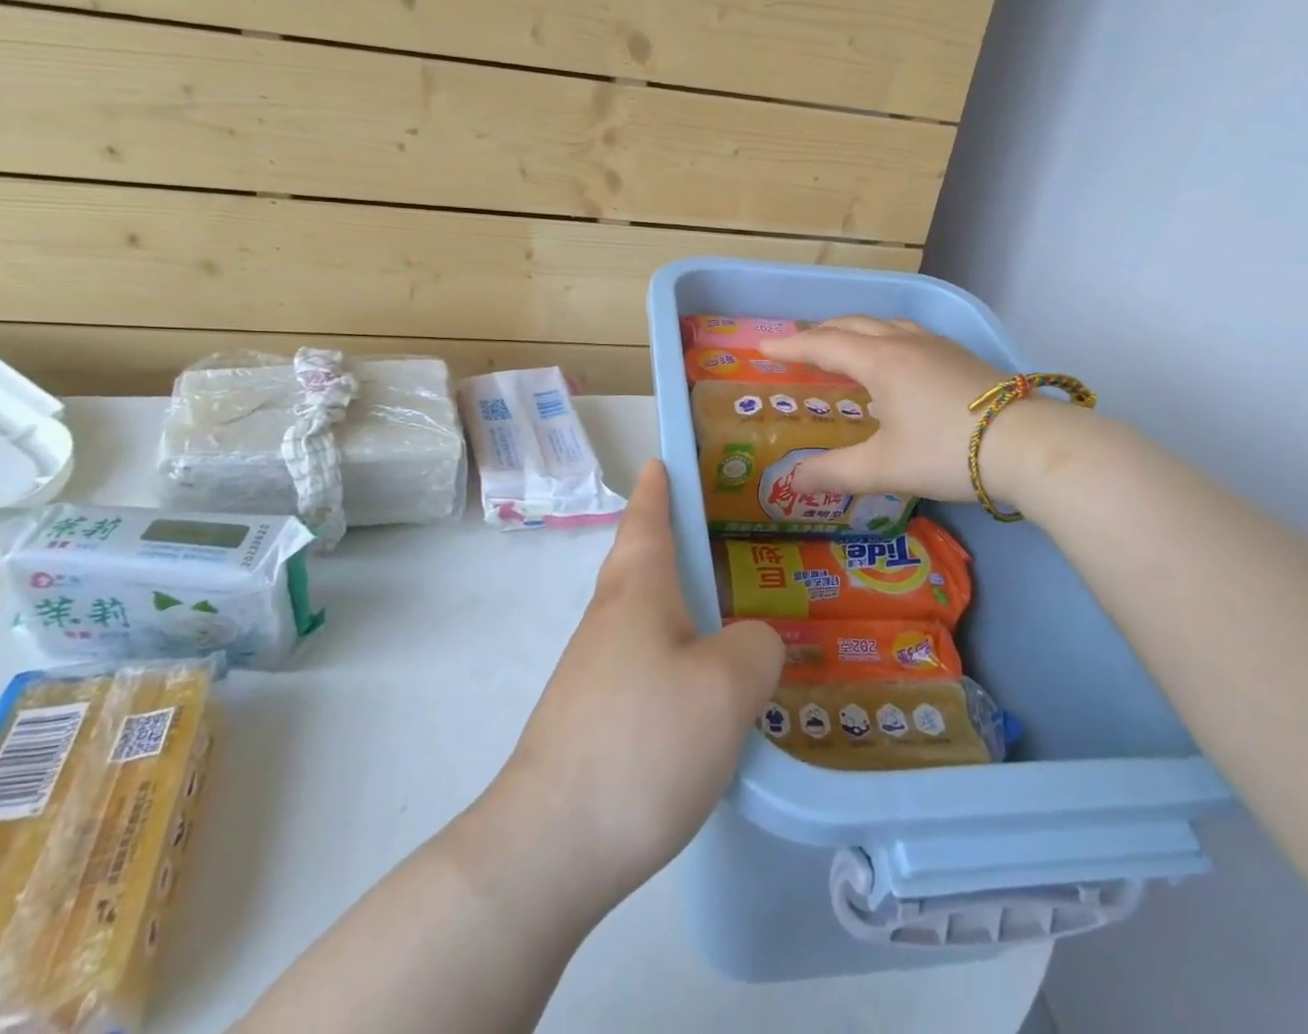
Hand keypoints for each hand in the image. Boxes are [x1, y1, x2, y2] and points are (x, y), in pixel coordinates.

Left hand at [501, 461, 782, 910]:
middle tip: (705, 535)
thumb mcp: (727, 686)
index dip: (657, 491)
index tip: (658, 462)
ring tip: (716, 614)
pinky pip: (639, 665)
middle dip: (663, 542)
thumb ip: (757, 647)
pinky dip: (669, 656)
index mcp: (638, 593)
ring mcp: (591, 673)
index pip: (647, 522)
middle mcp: (607, 622)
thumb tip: (753, 642)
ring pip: (639, 619)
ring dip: (670, 604)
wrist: (550, 844)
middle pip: (636, 565)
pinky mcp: (589, 720)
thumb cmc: (644, 740)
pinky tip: (695, 692)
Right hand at [760, 316, 1038, 504]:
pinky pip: (908, 333)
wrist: (1028, 445)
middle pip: (853, 325)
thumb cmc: (947, 451)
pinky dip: (884, 337)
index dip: (791, 346)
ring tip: (843, 345)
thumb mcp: (884, 467)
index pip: (824, 345)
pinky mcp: (961, 356)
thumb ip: (834, 473)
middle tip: (798, 346)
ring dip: (855, 330)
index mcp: (880, 361)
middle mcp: (905, 343)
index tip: (763, 347)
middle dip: (820, 332)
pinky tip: (896, 359)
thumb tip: (792, 482)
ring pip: (885, 324)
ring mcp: (937, 345)